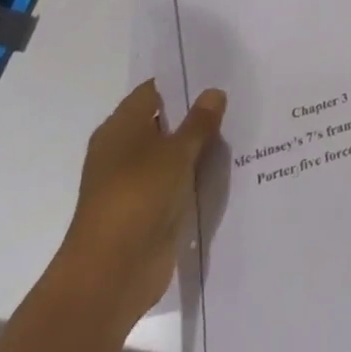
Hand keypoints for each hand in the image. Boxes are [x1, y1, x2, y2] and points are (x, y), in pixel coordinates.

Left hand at [59, 79, 226, 316]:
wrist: (111, 276)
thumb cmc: (138, 197)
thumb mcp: (177, 152)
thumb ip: (199, 121)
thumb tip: (214, 92)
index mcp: (120, 127)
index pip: (155, 91)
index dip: (184, 81)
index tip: (218, 75)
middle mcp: (123, 151)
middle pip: (165, 122)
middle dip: (197, 115)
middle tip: (237, 100)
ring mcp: (135, 184)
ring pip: (172, 156)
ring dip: (198, 150)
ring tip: (239, 131)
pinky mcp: (147, 213)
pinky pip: (176, 185)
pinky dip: (195, 179)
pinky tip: (227, 171)